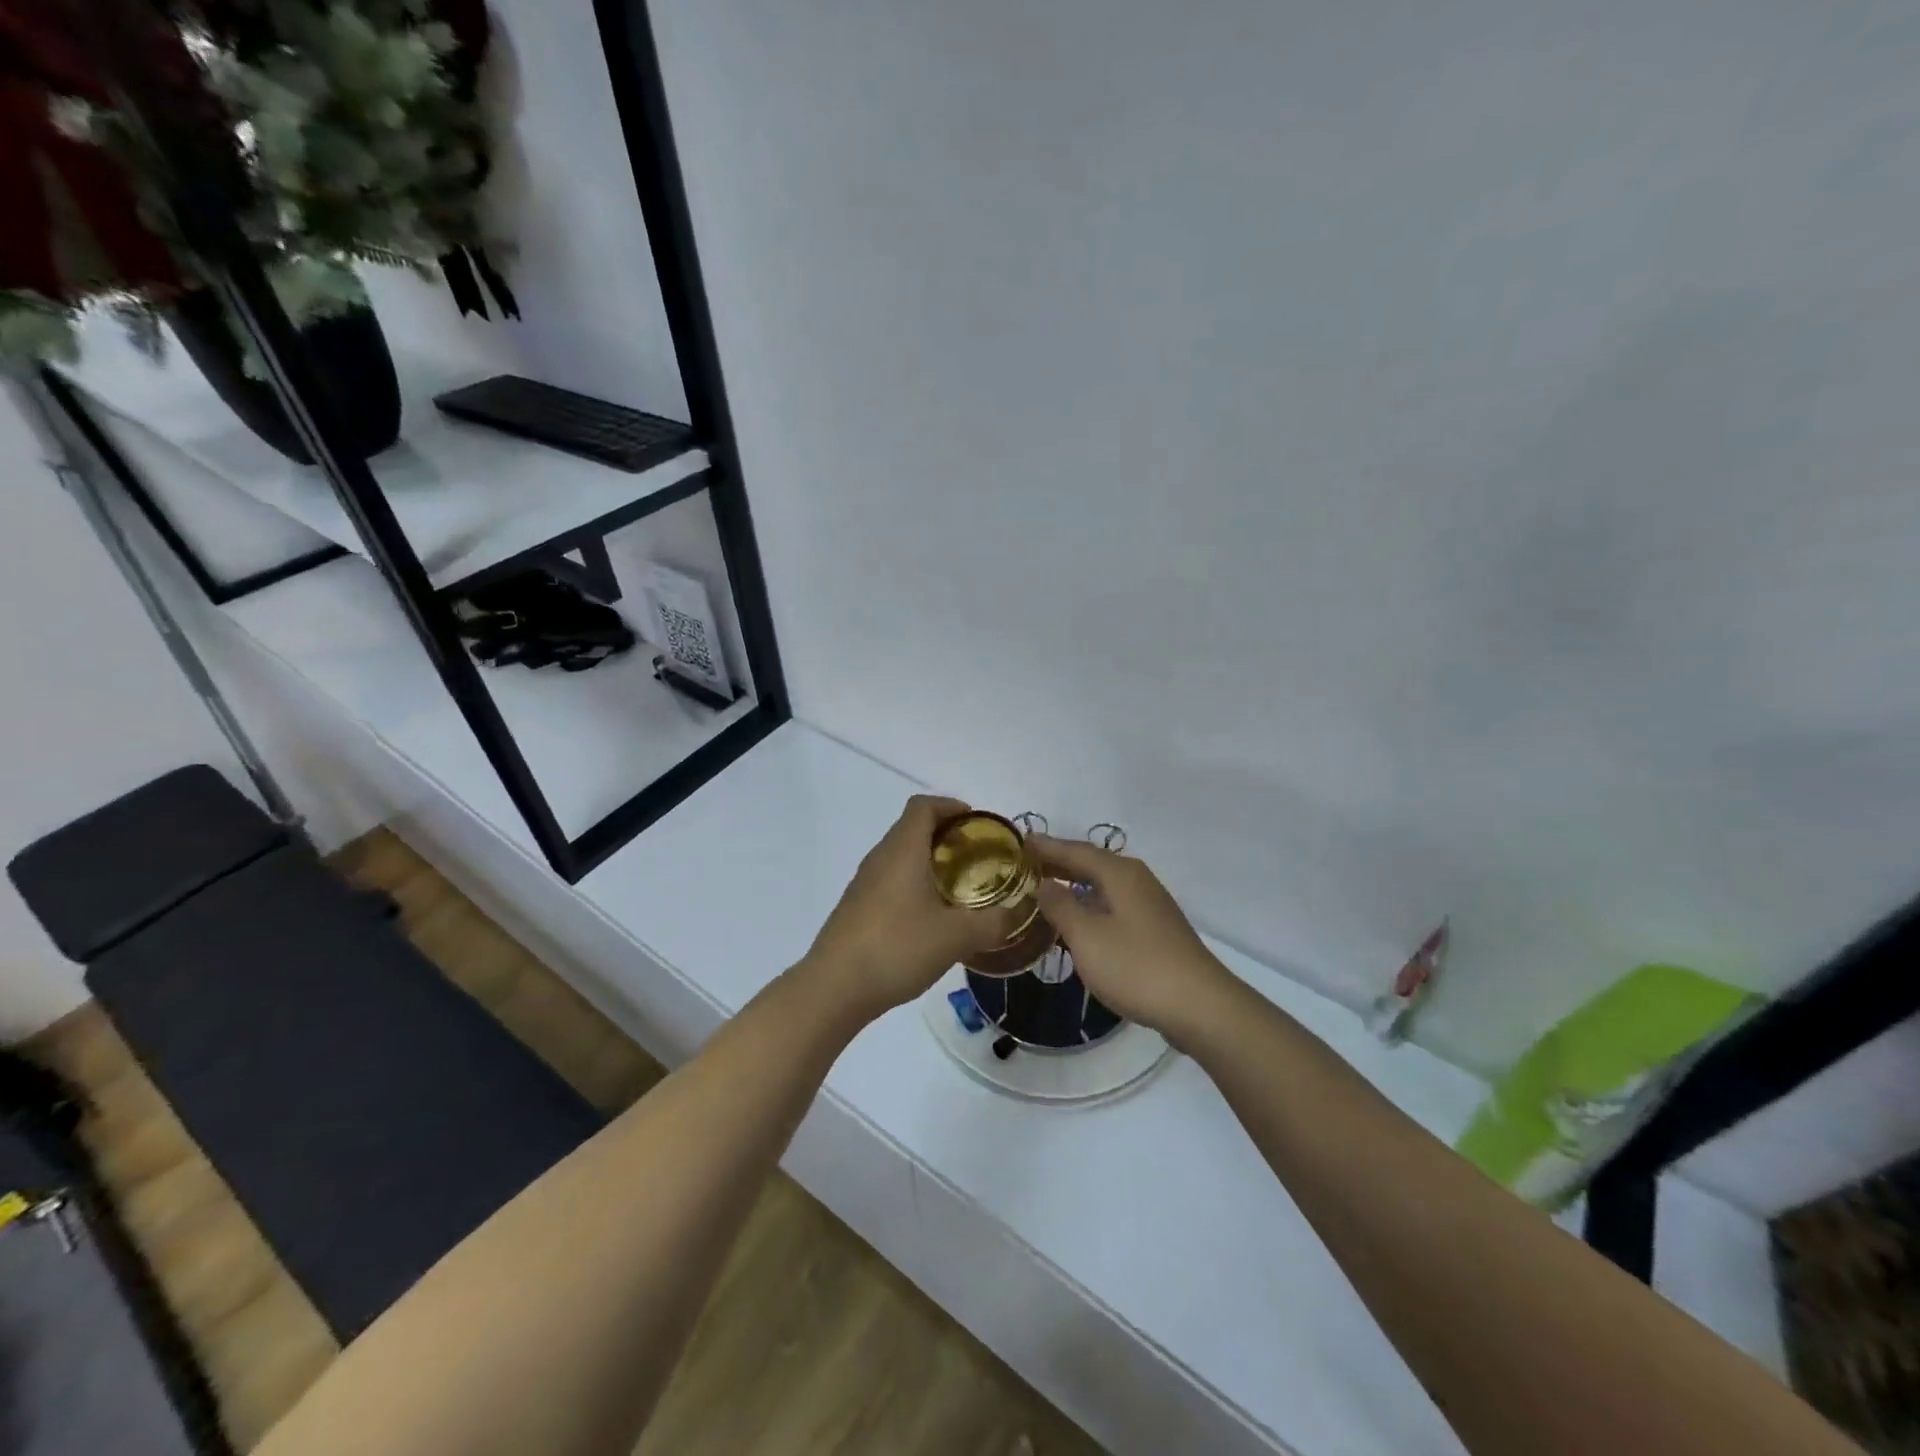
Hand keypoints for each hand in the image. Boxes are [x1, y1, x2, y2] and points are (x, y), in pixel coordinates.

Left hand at [805, 796, 1020, 1019]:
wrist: (834, 987)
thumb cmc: (897, 947)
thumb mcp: (956, 936)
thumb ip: (993, 923)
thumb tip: (1019, 914)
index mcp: (903, 849)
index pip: (924, 806)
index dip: (952, 806)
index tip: (978, 825)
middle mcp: (880, 857)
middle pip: (913, 828)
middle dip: (947, 837)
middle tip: (978, 860)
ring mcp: (864, 883)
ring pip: (901, 857)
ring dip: (930, 863)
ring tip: (960, 890)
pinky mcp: (856, 907)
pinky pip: (890, 881)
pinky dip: (914, 885)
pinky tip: (931, 918)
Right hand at [1030, 835, 1235, 1045]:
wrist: (1200, 1007)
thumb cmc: (1137, 966)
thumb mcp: (1087, 936)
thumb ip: (1061, 906)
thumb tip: (1044, 883)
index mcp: (1120, 874)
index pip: (1075, 850)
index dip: (1046, 846)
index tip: (1019, 841)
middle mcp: (1137, 881)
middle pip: (1091, 864)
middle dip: (1059, 863)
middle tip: (1025, 865)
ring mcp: (1149, 906)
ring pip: (1103, 886)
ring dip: (1074, 885)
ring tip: (1044, 890)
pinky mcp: (1155, 931)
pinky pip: (1113, 906)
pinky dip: (1090, 906)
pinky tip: (1078, 922)